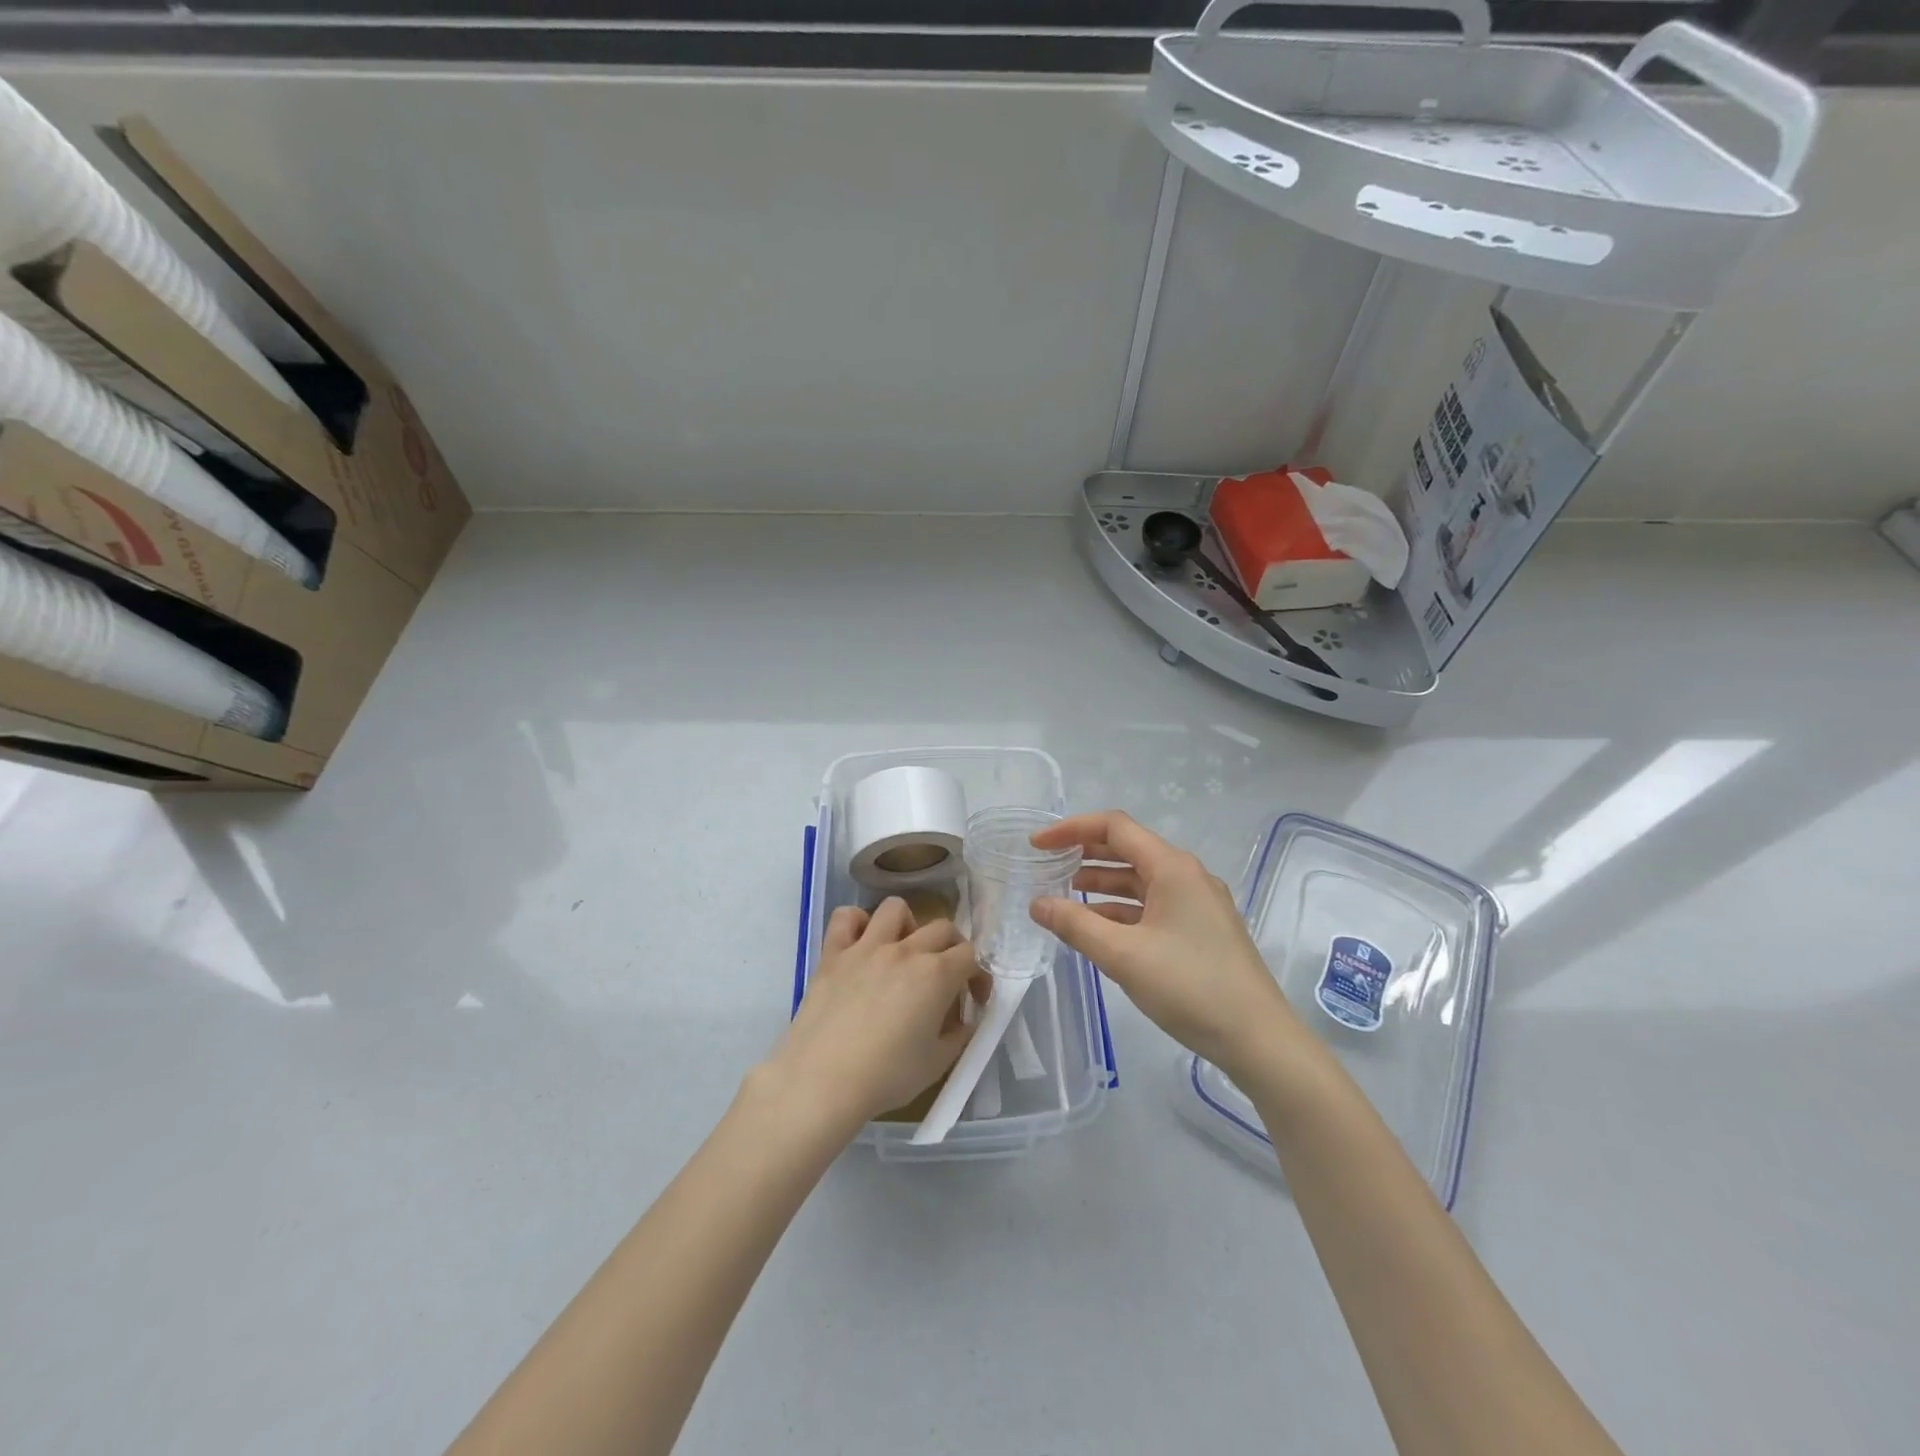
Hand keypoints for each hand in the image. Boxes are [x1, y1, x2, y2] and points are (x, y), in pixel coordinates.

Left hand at [762, 897, 978, 1136]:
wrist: (822, 1081)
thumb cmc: (886, 1076)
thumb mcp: (937, 1064)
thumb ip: (959, 1036)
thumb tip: (965, 1021)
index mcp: (936, 975)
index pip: (970, 956)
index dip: (977, 976)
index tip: (972, 1000)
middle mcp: (905, 950)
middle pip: (942, 928)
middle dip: (952, 948)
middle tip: (946, 977)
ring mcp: (866, 947)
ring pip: (895, 909)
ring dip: (907, 925)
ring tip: (904, 951)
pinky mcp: (833, 954)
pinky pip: (846, 918)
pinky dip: (856, 923)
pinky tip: (861, 945)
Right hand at [1029, 811, 1301, 1075]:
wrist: (1259, 1039)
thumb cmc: (1189, 987)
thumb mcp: (1123, 956)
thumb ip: (1075, 924)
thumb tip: (1037, 903)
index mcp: (1172, 868)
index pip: (1115, 827)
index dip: (1071, 829)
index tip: (1037, 844)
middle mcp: (1187, 876)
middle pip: (1128, 849)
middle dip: (1084, 853)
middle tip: (1046, 865)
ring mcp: (1197, 904)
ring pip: (1140, 880)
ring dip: (1101, 883)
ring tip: (1064, 896)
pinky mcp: (1200, 930)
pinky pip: (1152, 906)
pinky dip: (1121, 909)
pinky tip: (1097, 928)